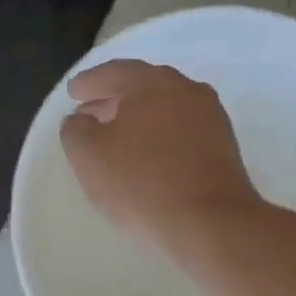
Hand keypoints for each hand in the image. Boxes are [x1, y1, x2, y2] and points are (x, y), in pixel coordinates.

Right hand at [60, 60, 260, 251]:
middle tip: (90, 113)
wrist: (209, 222)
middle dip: (113, 98)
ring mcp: (209, 116)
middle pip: (142, 86)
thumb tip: (80, 120)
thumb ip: (75, 130)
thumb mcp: (89, 156)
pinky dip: (158, 134)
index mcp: (151, 83)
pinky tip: (146, 156)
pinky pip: (180, 129)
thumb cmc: (140, 184)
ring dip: (137, 118)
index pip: (113, 72)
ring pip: (164, 107)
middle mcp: (185, 89)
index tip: (73, 93)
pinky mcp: (222, 144)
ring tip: (116, 138)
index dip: (89, 83)